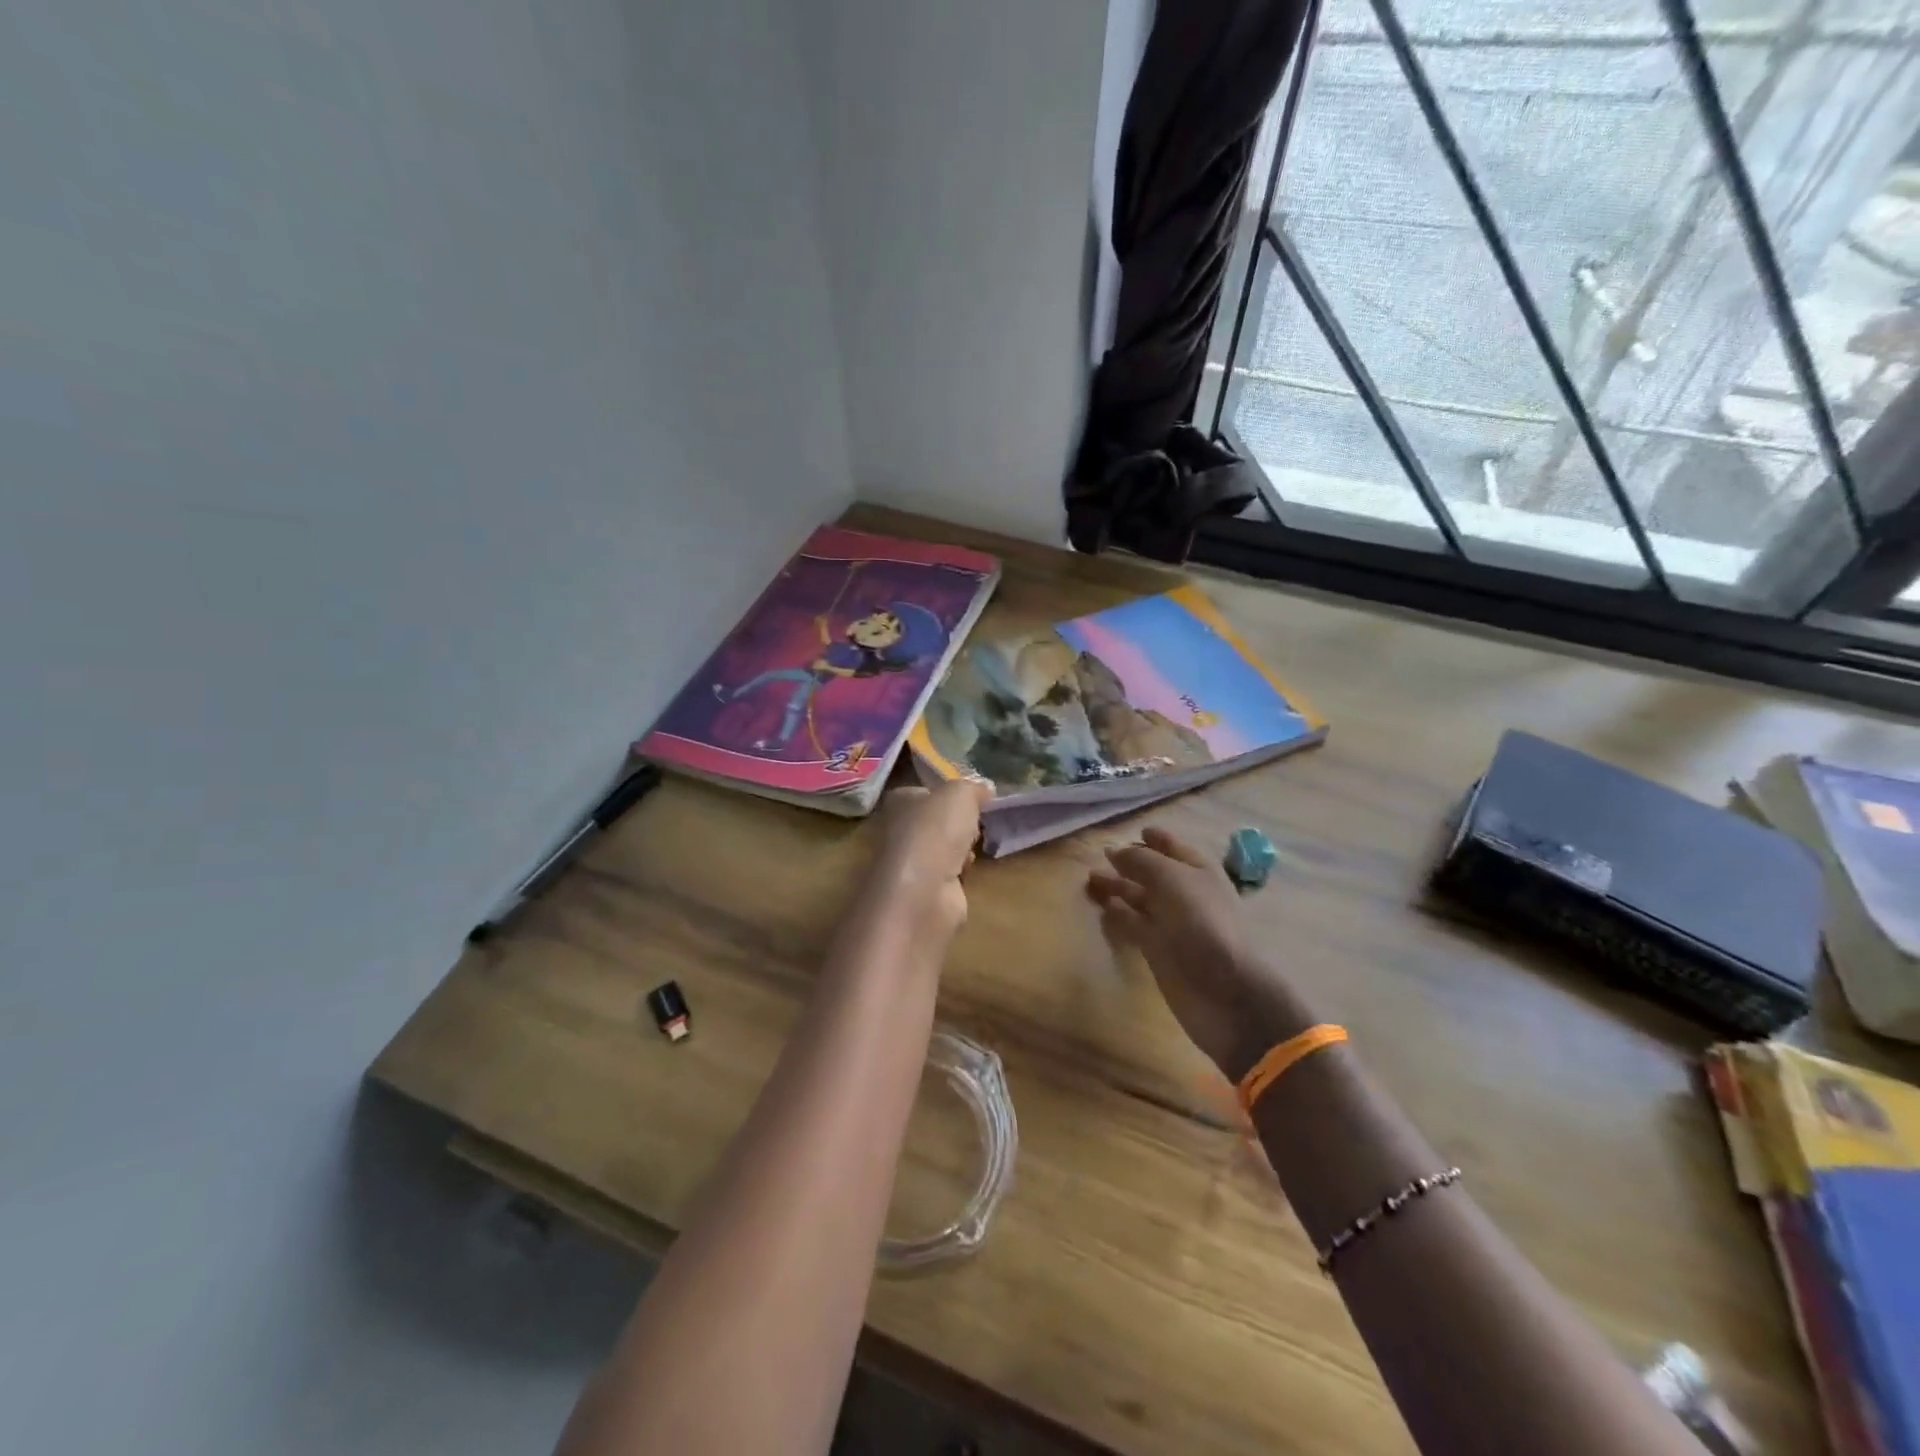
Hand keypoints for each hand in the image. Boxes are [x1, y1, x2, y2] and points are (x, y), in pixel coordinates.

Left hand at [872, 780, 991, 934]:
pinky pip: (947, 874)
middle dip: (957, 823)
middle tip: (977, 820)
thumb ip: (973, 788)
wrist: (923, 891)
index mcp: (900, 802)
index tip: (972, 797)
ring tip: (975, 844)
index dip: (946, 794)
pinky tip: (969, 870)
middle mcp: (899, 830)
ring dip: (961, 848)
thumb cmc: (936, 831)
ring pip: (942, 848)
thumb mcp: (960, 794)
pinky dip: (960, 872)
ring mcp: (911, 863)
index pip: (923, 792)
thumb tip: (985, 788)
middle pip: (935, 821)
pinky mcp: (925, 890)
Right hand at [1088, 827, 1310, 1078]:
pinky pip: (1135, 924)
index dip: (1155, 839)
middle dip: (1131, 862)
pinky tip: (1103, 906)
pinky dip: (1120, 914)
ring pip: (1141, 897)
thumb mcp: (1171, 879)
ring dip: (1119, 887)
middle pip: (1154, 872)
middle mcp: (1186, 893)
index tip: (1135, 831)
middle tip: (1101, 855)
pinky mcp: (1159, 949)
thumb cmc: (1202, 923)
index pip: (1173, 847)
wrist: (1225, 990)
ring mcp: (1173, 923)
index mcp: (1199, 871)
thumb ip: (1141, 861)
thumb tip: (1115, 850)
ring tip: (1091, 878)